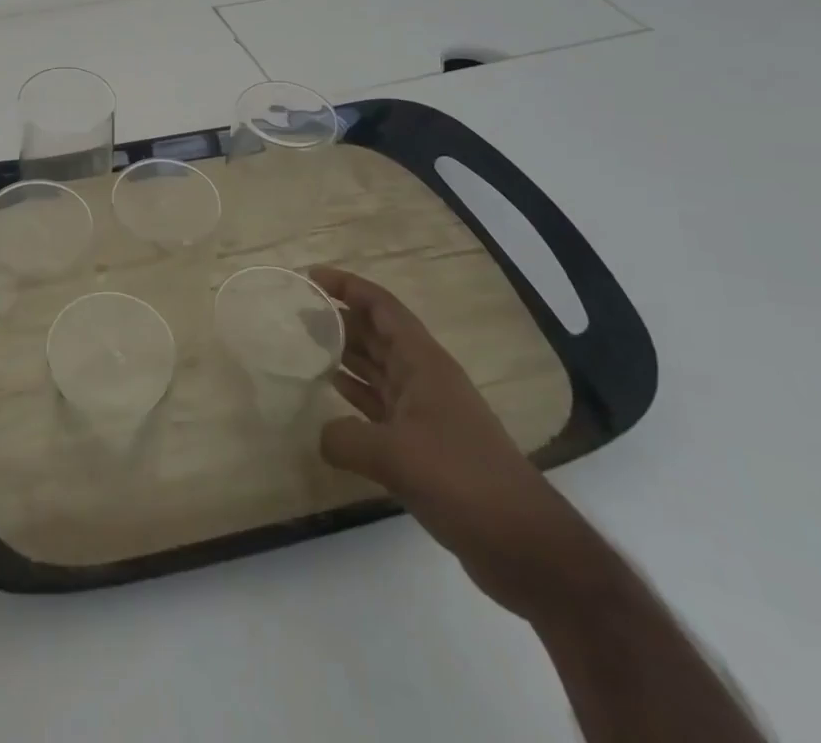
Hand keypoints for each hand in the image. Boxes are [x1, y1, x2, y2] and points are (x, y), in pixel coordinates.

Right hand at [308, 266, 591, 618]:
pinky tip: (331, 394)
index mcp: (422, 362)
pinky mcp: (424, 445)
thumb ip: (345, 438)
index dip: (347, 286)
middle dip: (340, 318)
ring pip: (378, 368)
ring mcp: (426, 412)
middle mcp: (424, 378)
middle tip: (297, 313)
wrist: (524, 544)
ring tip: (305, 347)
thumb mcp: (395, 456)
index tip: (311, 277)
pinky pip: (380, 405)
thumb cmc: (462, 479)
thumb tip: (321, 435)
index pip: (381, 307)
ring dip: (345, 354)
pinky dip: (355, 395)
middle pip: (377, 333)